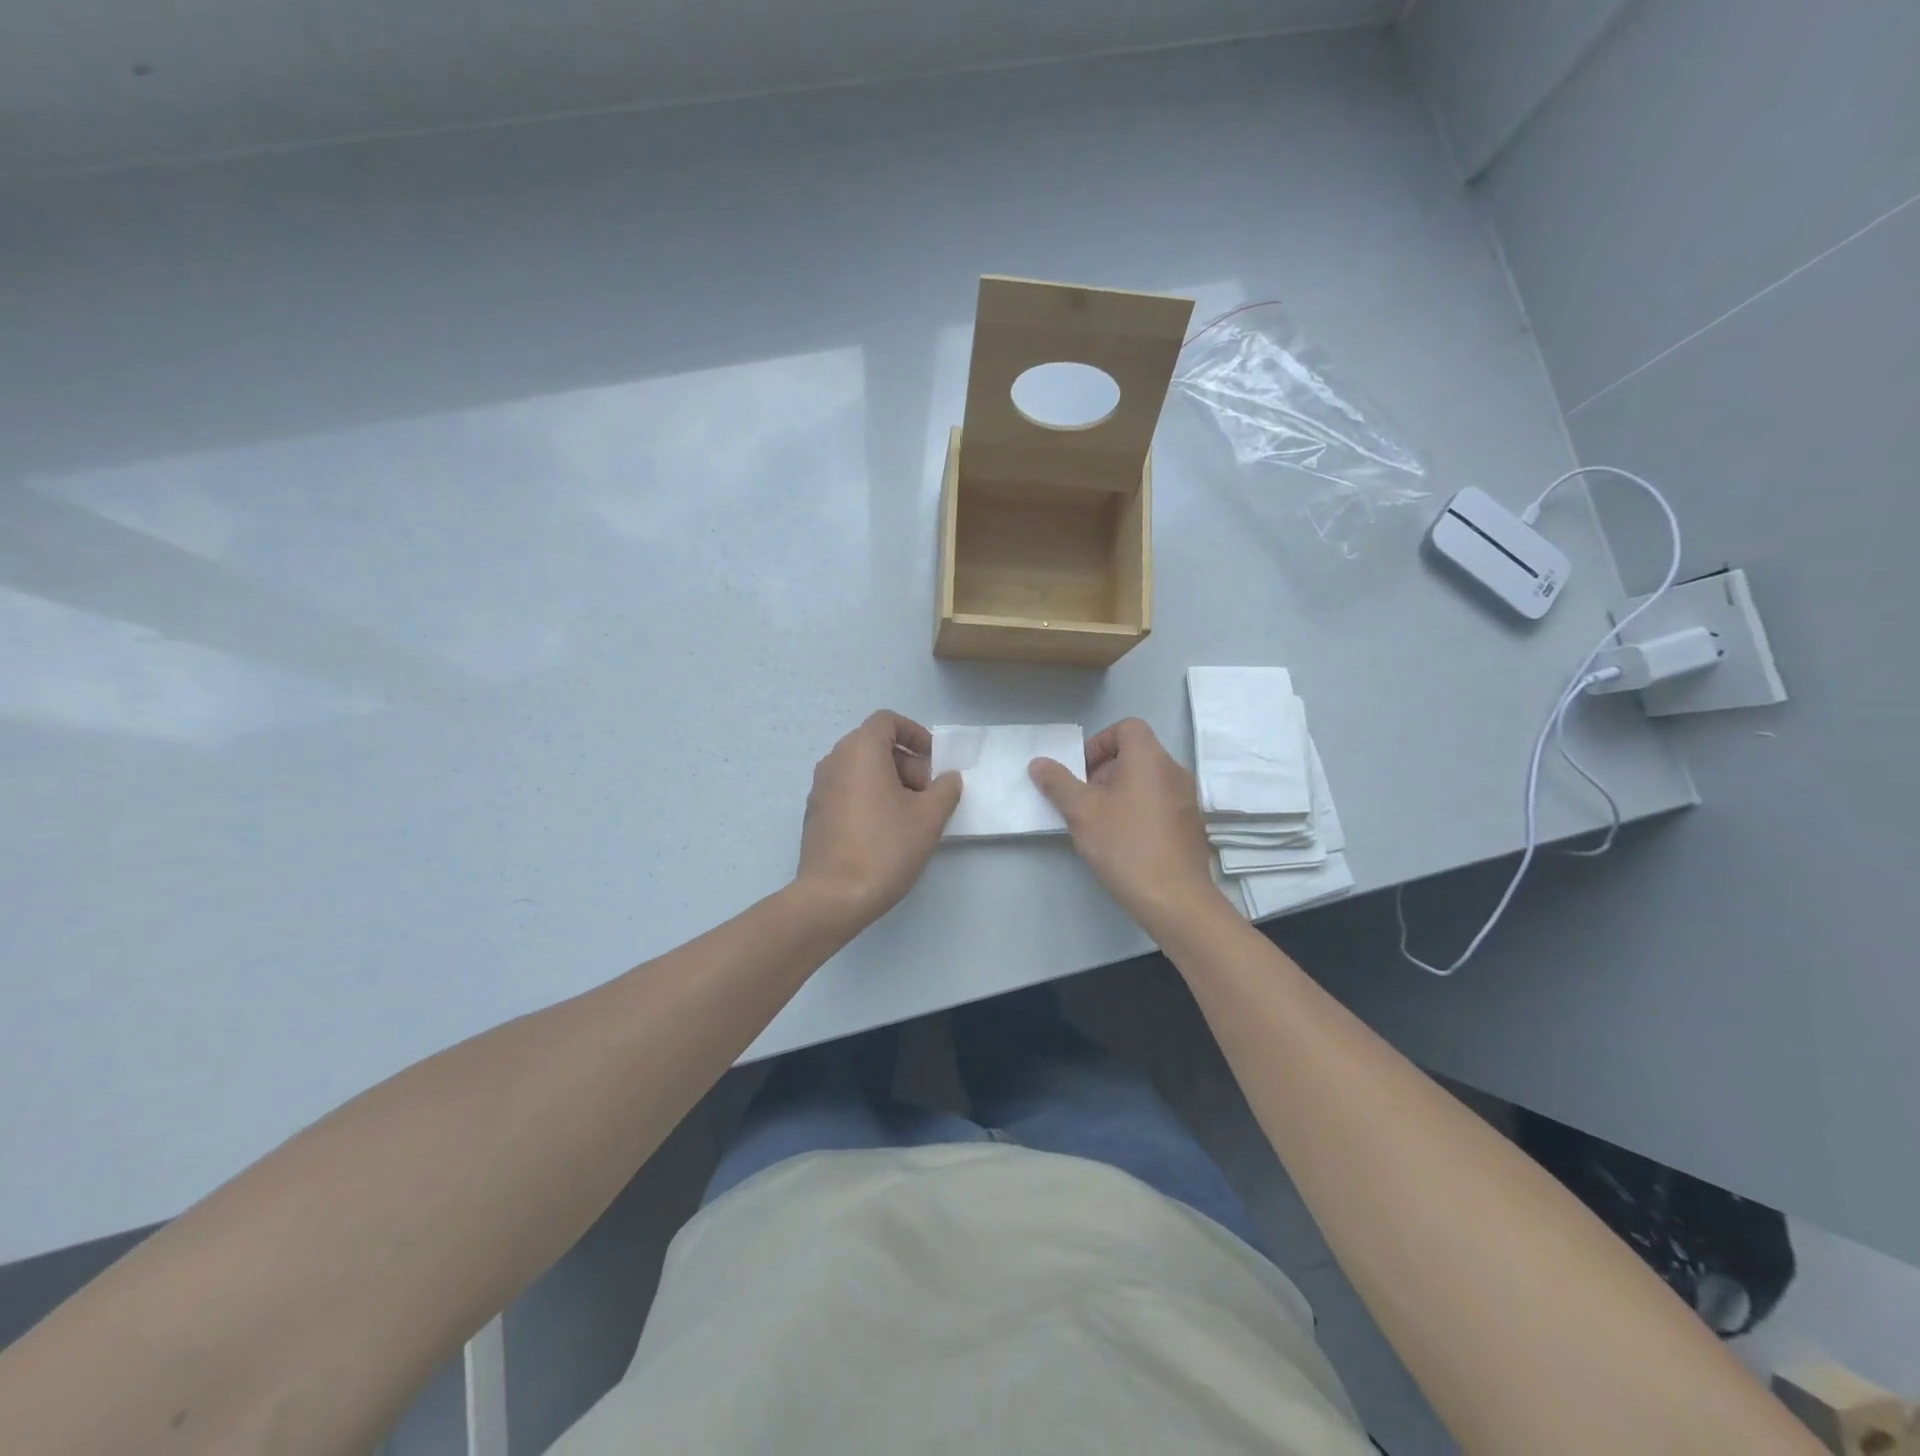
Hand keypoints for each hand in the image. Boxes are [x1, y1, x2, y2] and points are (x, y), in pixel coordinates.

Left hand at [796, 711, 962, 928]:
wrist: (834, 896)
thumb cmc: (885, 847)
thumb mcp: (929, 817)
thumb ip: (945, 789)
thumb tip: (948, 778)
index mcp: (860, 750)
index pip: (887, 721)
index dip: (915, 734)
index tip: (934, 761)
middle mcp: (834, 761)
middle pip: (874, 744)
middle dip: (907, 763)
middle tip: (927, 794)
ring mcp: (820, 788)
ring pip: (861, 769)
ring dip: (889, 781)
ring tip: (911, 815)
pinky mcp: (815, 814)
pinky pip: (847, 790)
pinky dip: (869, 797)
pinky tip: (886, 831)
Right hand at [1029, 718, 1221, 937]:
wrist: (1175, 898)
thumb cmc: (1125, 845)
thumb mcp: (1082, 812)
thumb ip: (1058, 783)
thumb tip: (1039, 763)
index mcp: (1150, 758)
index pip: (1127, 727)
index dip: (1099, 742)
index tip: (1081, 771)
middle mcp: (1174, 771)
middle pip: (1136, 754)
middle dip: (1104, 771)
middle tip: (1083, 800)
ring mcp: (1186, 799)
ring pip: (1146, 781)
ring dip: (1119, 792)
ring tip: (1099, 823)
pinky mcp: (1190, 825)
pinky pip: (1159, 803)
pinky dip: (1138, 810)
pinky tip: (1123, 841)